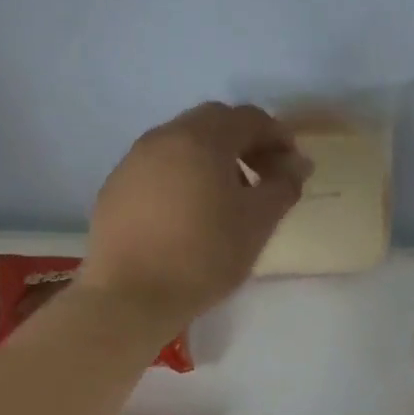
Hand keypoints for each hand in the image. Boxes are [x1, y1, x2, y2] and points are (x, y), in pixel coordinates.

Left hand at [78, 102, 307, 326]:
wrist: (130, 296)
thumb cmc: (204, 256)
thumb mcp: (257, 223)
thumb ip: (283, 186)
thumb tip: (298, 164)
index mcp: (201, 139)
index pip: (249, 118)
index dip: (278, 137)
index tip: (293, 167)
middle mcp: (163, 137)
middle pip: (212, 123)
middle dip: (244, 143)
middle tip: (263, 177)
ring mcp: (133, 161)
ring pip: (182, 144)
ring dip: (212, 159)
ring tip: (227, 199)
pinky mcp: (115, 188)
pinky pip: (158, 168)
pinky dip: (183, 177)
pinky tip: (189, 214)